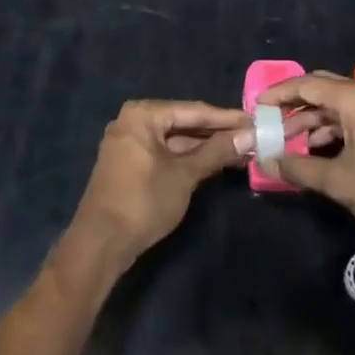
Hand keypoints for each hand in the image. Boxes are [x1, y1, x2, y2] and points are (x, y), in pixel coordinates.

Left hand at [64, 100, 248, 271]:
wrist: (100, 243)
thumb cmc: (143, 201)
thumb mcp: (184, 174)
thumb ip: (216, 151)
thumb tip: (249, 134)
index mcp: (143, 114)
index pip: (193, 110)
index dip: (226, 118)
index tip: (254, 120)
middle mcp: (133, 121)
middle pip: (183, 123)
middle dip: (217, 133)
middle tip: (251, 137)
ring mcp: (129, 143)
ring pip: (175, 140)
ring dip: (205, 147)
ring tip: (240, 152)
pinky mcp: (130, 164)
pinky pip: (165, 153)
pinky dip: (188, 158)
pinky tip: (213, 163)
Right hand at [258, 73, 354, 247]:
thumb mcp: (340, 182)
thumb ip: (299, 168)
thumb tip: (267, 160)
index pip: (307, 84)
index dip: (278, 94)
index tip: (256, 106)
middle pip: (323, 90)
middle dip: (294, 107)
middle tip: (270, 124)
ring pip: (339, 106)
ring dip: (314, 121)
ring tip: (291, 144)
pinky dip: (334, 129)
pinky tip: (321, 151)